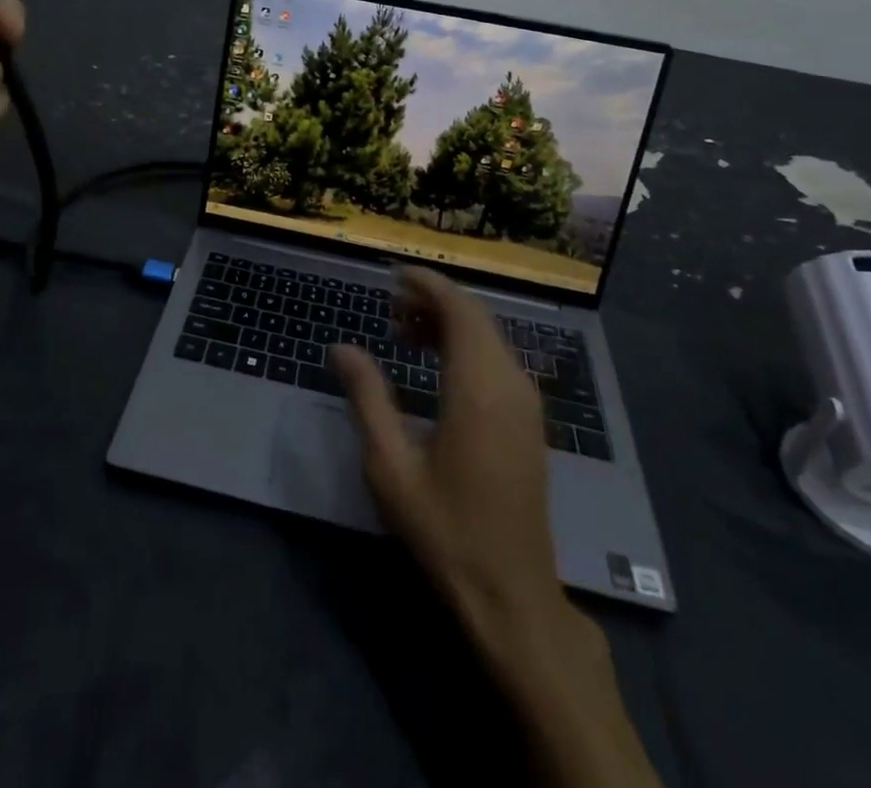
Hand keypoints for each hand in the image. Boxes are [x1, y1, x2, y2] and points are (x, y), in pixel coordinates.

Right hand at [331, 269, 590, 659]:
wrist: (513, 595)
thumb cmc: (445, 530)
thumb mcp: (391, 467)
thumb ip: (367, 398)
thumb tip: (341, 347)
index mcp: (478, 388)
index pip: (459, 309)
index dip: (427, 284)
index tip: (393, 275)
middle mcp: (510, 384)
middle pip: (476, 317)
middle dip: (434, 300)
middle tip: (390, 308)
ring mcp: (527, 403)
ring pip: (490, 337)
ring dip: (450, 323)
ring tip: (405, 334)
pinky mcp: (529, 421)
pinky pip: (498, 360)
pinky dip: (467, 346)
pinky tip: (437, 366)